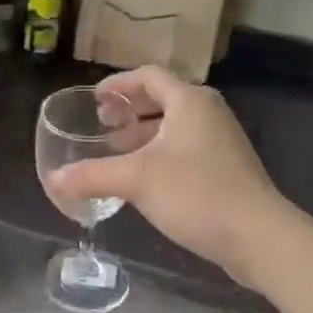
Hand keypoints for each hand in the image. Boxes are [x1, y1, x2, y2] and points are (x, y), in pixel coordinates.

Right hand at [47, 67, 286, 283]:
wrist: (258, 237)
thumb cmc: (196, 193)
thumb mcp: (135, 180)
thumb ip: (92, 175)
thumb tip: (53, 180)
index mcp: (189, 101)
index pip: (149, 76)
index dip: (118, 84)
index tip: (94, 100)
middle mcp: (208, 113)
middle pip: (163, 99)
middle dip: (130, 112)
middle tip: (102, 127)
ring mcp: (222, 141)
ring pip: (175, 127)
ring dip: (144, 135)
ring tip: (117, 153)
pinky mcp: (228, 169)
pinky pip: (186, 149)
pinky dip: (160, 154)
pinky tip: (144, 181)